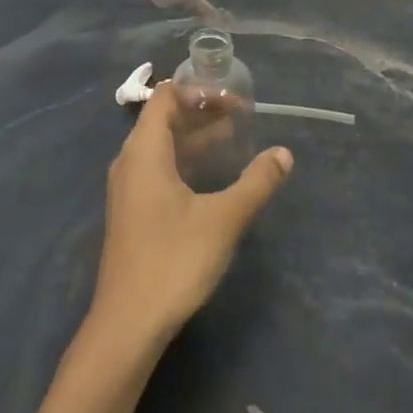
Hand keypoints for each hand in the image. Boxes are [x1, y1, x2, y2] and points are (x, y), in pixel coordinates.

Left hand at [89, 81, 292, 354]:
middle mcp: (130, 162)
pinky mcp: (133, 211)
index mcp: (144, 152)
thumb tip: (283, 154)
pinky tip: (212, 173)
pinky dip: (186, 160)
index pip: (165, 98)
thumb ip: (256, 182)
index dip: (198, 91)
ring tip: (235, 135)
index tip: (234, 98)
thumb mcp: (223, 219)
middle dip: (201, 112)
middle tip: (242, 114)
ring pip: (161, 146)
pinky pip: (159, 169)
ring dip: (195, 137)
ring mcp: (128, 188)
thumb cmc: (174, 261)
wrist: (129, 322)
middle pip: (163, 119)